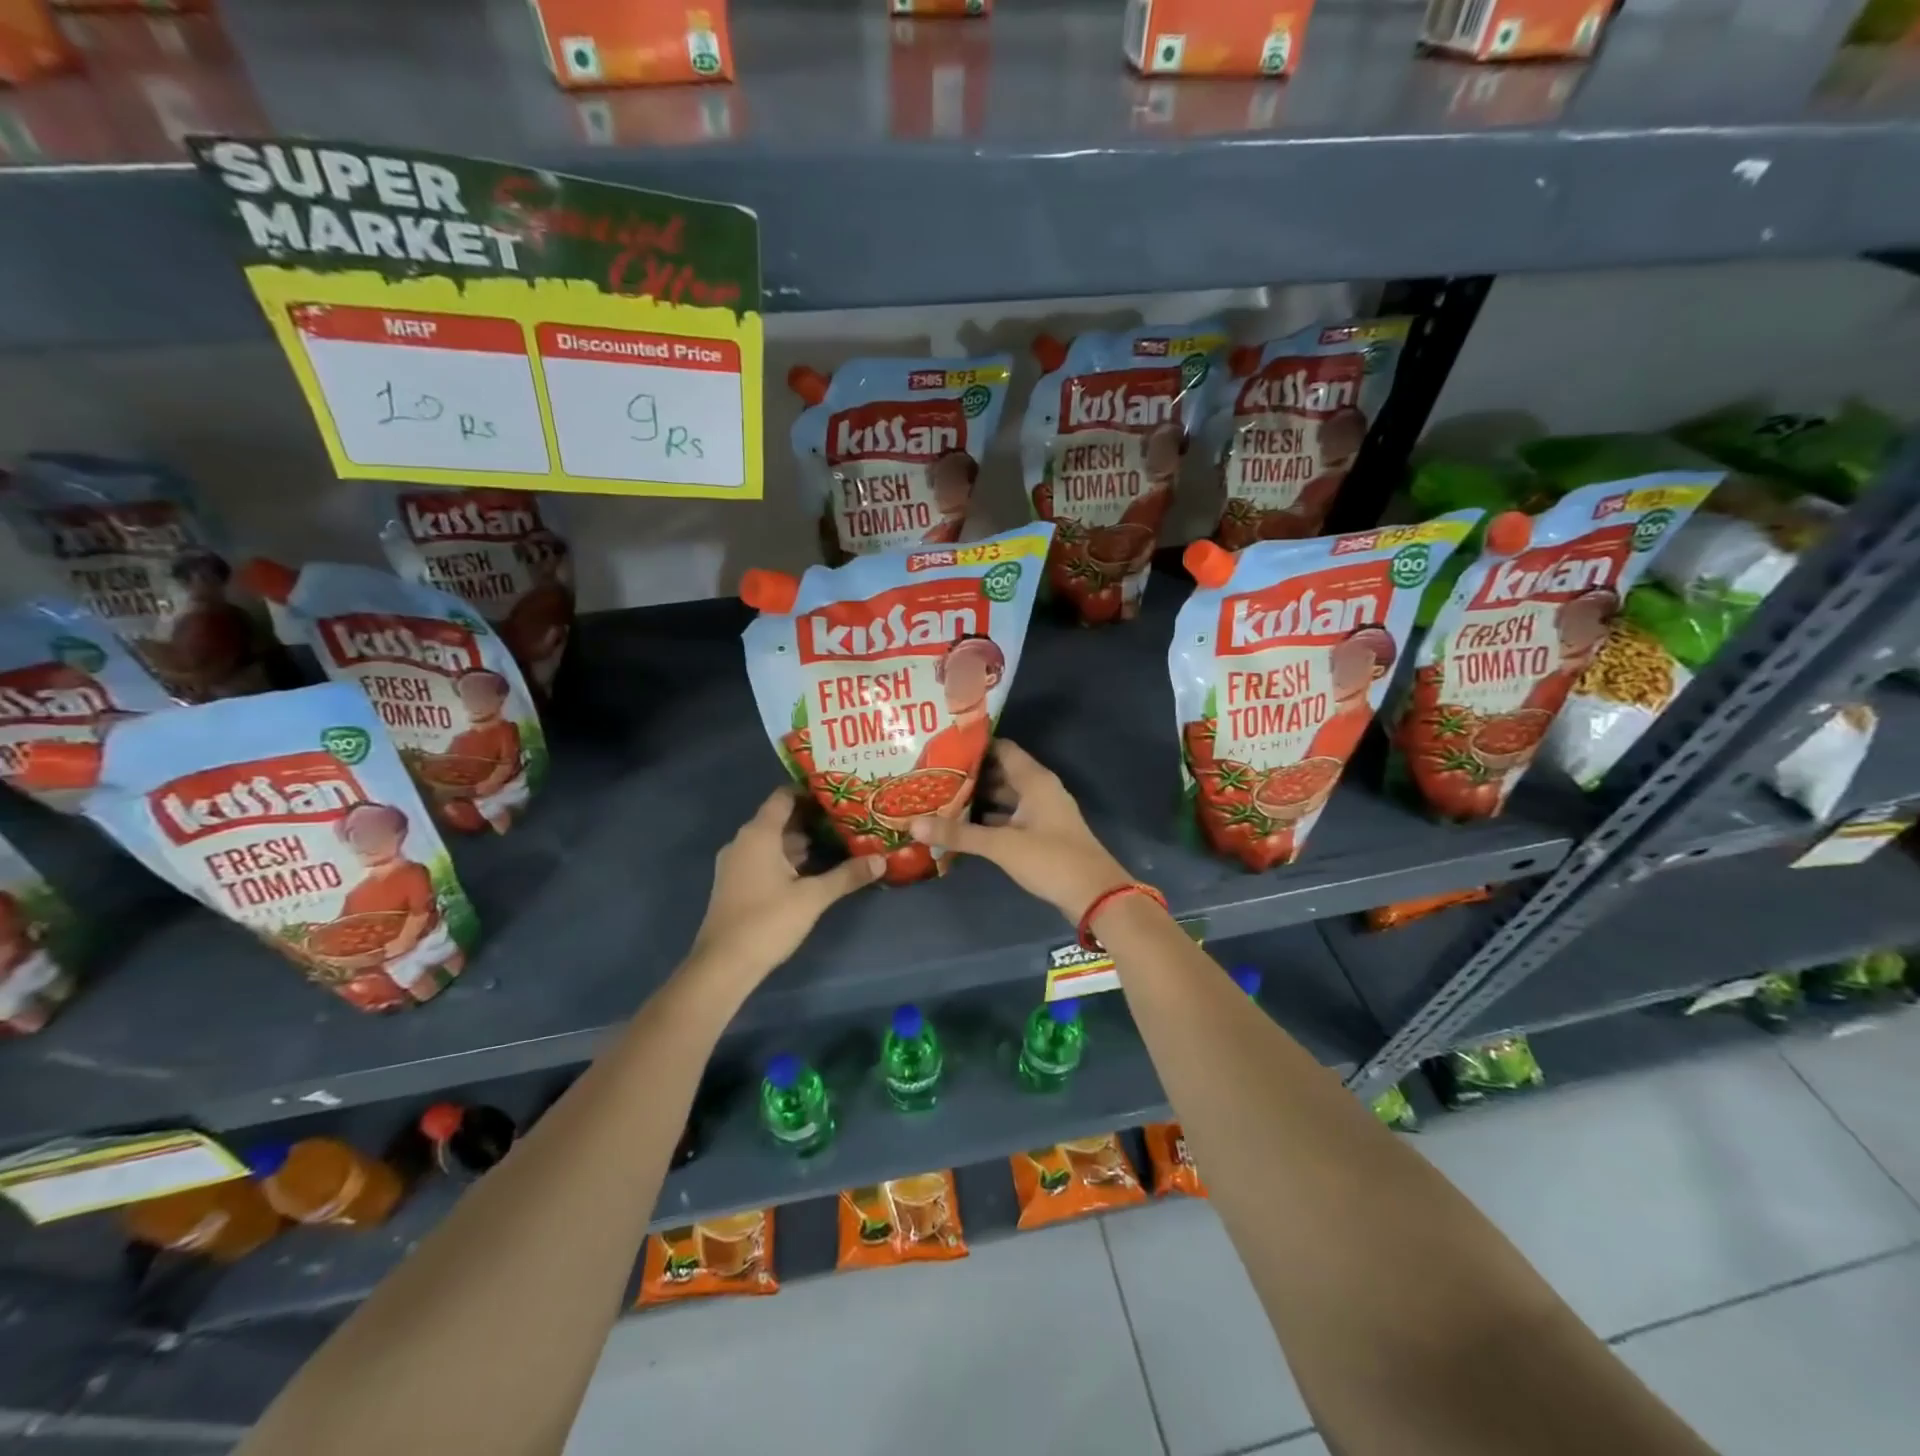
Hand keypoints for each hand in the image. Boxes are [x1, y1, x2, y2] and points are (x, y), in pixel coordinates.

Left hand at [688, 788, 883, 981]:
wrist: (723, 965)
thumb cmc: (767, 921)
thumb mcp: (813, 897)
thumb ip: (847, 875)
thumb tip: (881, 860)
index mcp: (758, 834)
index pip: (783, 797)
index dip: (809, 792)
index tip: (837, 794)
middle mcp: (743, 841)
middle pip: (778, 819)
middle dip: (810, 819)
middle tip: (845, 819)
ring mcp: (735, 864)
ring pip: (771, 841)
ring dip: (799, 841)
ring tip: (835, 842)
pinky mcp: (735, 883)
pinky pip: (762, 858)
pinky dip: (785, 858)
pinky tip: (811, 870)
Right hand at [908, 739, 1131, 922]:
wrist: (1095, 896)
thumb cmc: (1051, 859)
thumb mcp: (1001, 845)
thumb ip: (959, 834)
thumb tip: (912, 824)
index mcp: (1034, 780)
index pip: (1001, 749)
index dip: (973, 746)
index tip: (941, 746)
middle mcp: (1038, 790)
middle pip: (1000, 773)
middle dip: (969, 776)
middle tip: (932, 776)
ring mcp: (1041, 813)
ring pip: (1004, 798)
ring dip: (977, 799)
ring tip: (939, 799)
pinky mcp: (1040, 835)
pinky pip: (1009, 818)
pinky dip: (988, 820)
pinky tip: (962, 827)